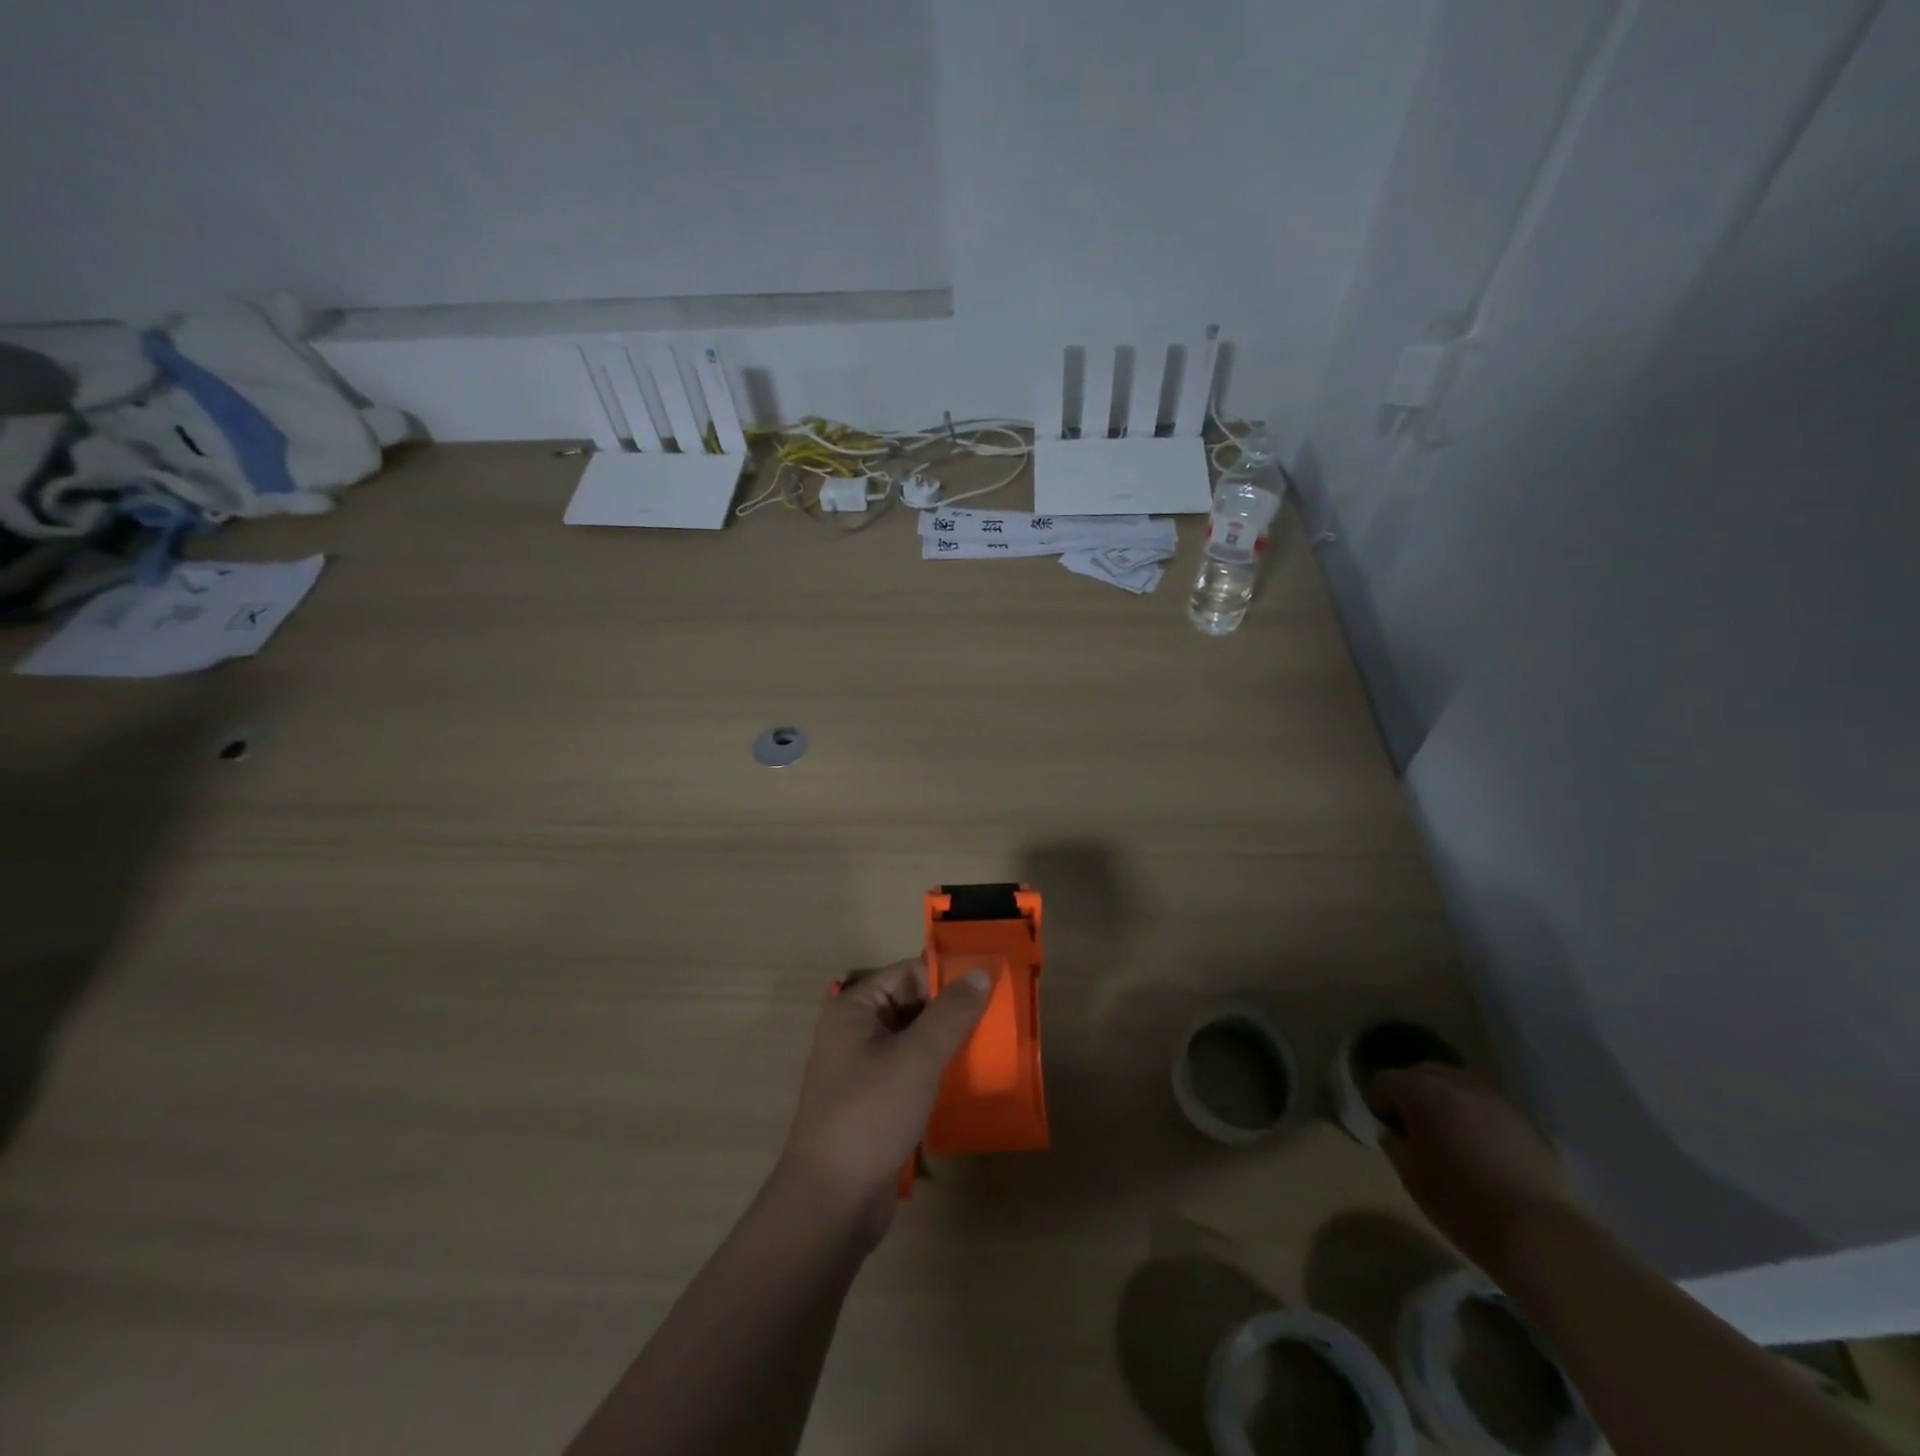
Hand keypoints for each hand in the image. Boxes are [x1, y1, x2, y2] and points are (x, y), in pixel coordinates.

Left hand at [778, 956, 990, 1244]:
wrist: (831, 1203)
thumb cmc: (870, 1116)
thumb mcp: (916, 1058)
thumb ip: (951, 1013)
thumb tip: (981, 971)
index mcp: (854, 1009)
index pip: (908, 974)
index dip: (948, 976)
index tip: (992, 983)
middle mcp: (855, 1031)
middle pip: (912, 1004)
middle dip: (953, 1010)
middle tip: (1001, 1014)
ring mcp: (864, 1069)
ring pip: (915, 1039)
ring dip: (949, 1041)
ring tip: (995, 1044)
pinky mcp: (875, 1102)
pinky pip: (913, 1071)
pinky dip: (939, 1070)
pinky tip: (971, 1078)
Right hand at [1372, 1065, 1582, 1276]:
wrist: (1541, 1233)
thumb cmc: (1461, 1202)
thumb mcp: (1410, 1176)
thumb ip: (1396, 1144)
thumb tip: (1397, 1134)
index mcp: (1420, 1090)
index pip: (1384, 1081)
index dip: (1382, 1106)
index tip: (1392, 1134)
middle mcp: (1456, 1082)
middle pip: (1423, 1075)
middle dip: (1416, 1097)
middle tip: (1420, 1134)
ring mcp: (1496, 1098)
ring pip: (1459, 1090)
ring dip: (1450, 1107)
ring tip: (1455, 1143)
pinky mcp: (1526, 1121)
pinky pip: (1489, 1110)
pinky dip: (1480, 1122)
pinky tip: (1487, 1155)